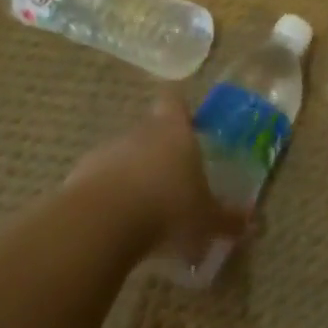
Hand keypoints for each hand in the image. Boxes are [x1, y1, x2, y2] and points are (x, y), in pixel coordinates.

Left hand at [64, 93, 245, 266]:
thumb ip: (228, 219)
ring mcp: (103, 154)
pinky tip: (118, 226)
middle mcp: (139, 134)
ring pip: (122, 157)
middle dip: (159, 151)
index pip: (174, 102)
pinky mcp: (75, 180)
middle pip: (149, 131)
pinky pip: (98, 184)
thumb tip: (252, 224)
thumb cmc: (168, 208)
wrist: (99, 225)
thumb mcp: (207, 219)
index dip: (179, 107)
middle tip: (174, 177)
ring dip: (132, 176)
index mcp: (174, 132)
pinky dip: (108, 199)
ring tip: (145, 208)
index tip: (184, 117)